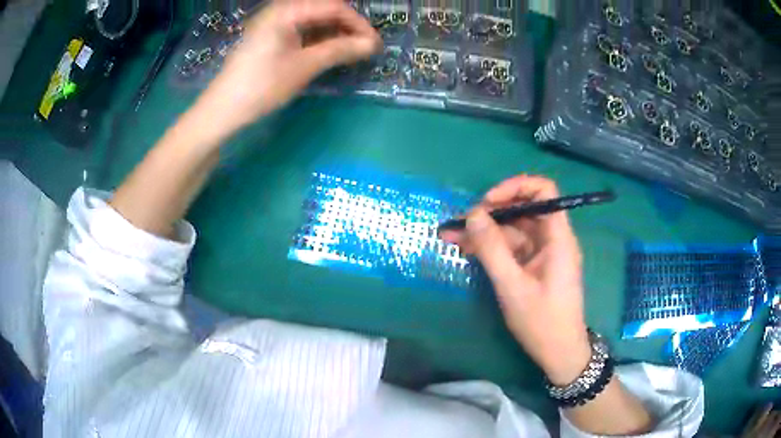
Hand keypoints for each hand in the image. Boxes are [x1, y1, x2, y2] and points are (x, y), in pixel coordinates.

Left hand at [195, 0, 381, 134]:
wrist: (222, 110)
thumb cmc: (262, 86)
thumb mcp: (304, 66)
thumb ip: (340, 50)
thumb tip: (372, 45)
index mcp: (287, 11)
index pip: (334, 7)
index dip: (358, 24)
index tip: (374, 44)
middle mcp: (281, 10)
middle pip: (324, 11)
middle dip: (347, 28)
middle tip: (364, 49)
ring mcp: (274, 23)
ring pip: (313, 21)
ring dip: (334, 34)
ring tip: (350, 53)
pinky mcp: (270, 37)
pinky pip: (301, 31)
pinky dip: (318, 40)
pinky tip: (328, 52)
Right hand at [441, 176, 590, 384]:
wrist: (559, 353)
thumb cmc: (542, 322)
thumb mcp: (512, 286)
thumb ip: (492, 249)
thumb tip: (473, 214)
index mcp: (558, 238)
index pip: (543, 192)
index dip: (516, 188)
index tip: (488, 202)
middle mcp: (552, 239)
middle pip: (523, 210)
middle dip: (491, 213)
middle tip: (460, 223)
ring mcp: (542, 253)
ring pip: (513, 230)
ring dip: (485, 233)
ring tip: (451, 237)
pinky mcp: (533, 266)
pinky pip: (512, 249)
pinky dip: (491, 248)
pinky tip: (467, 250)